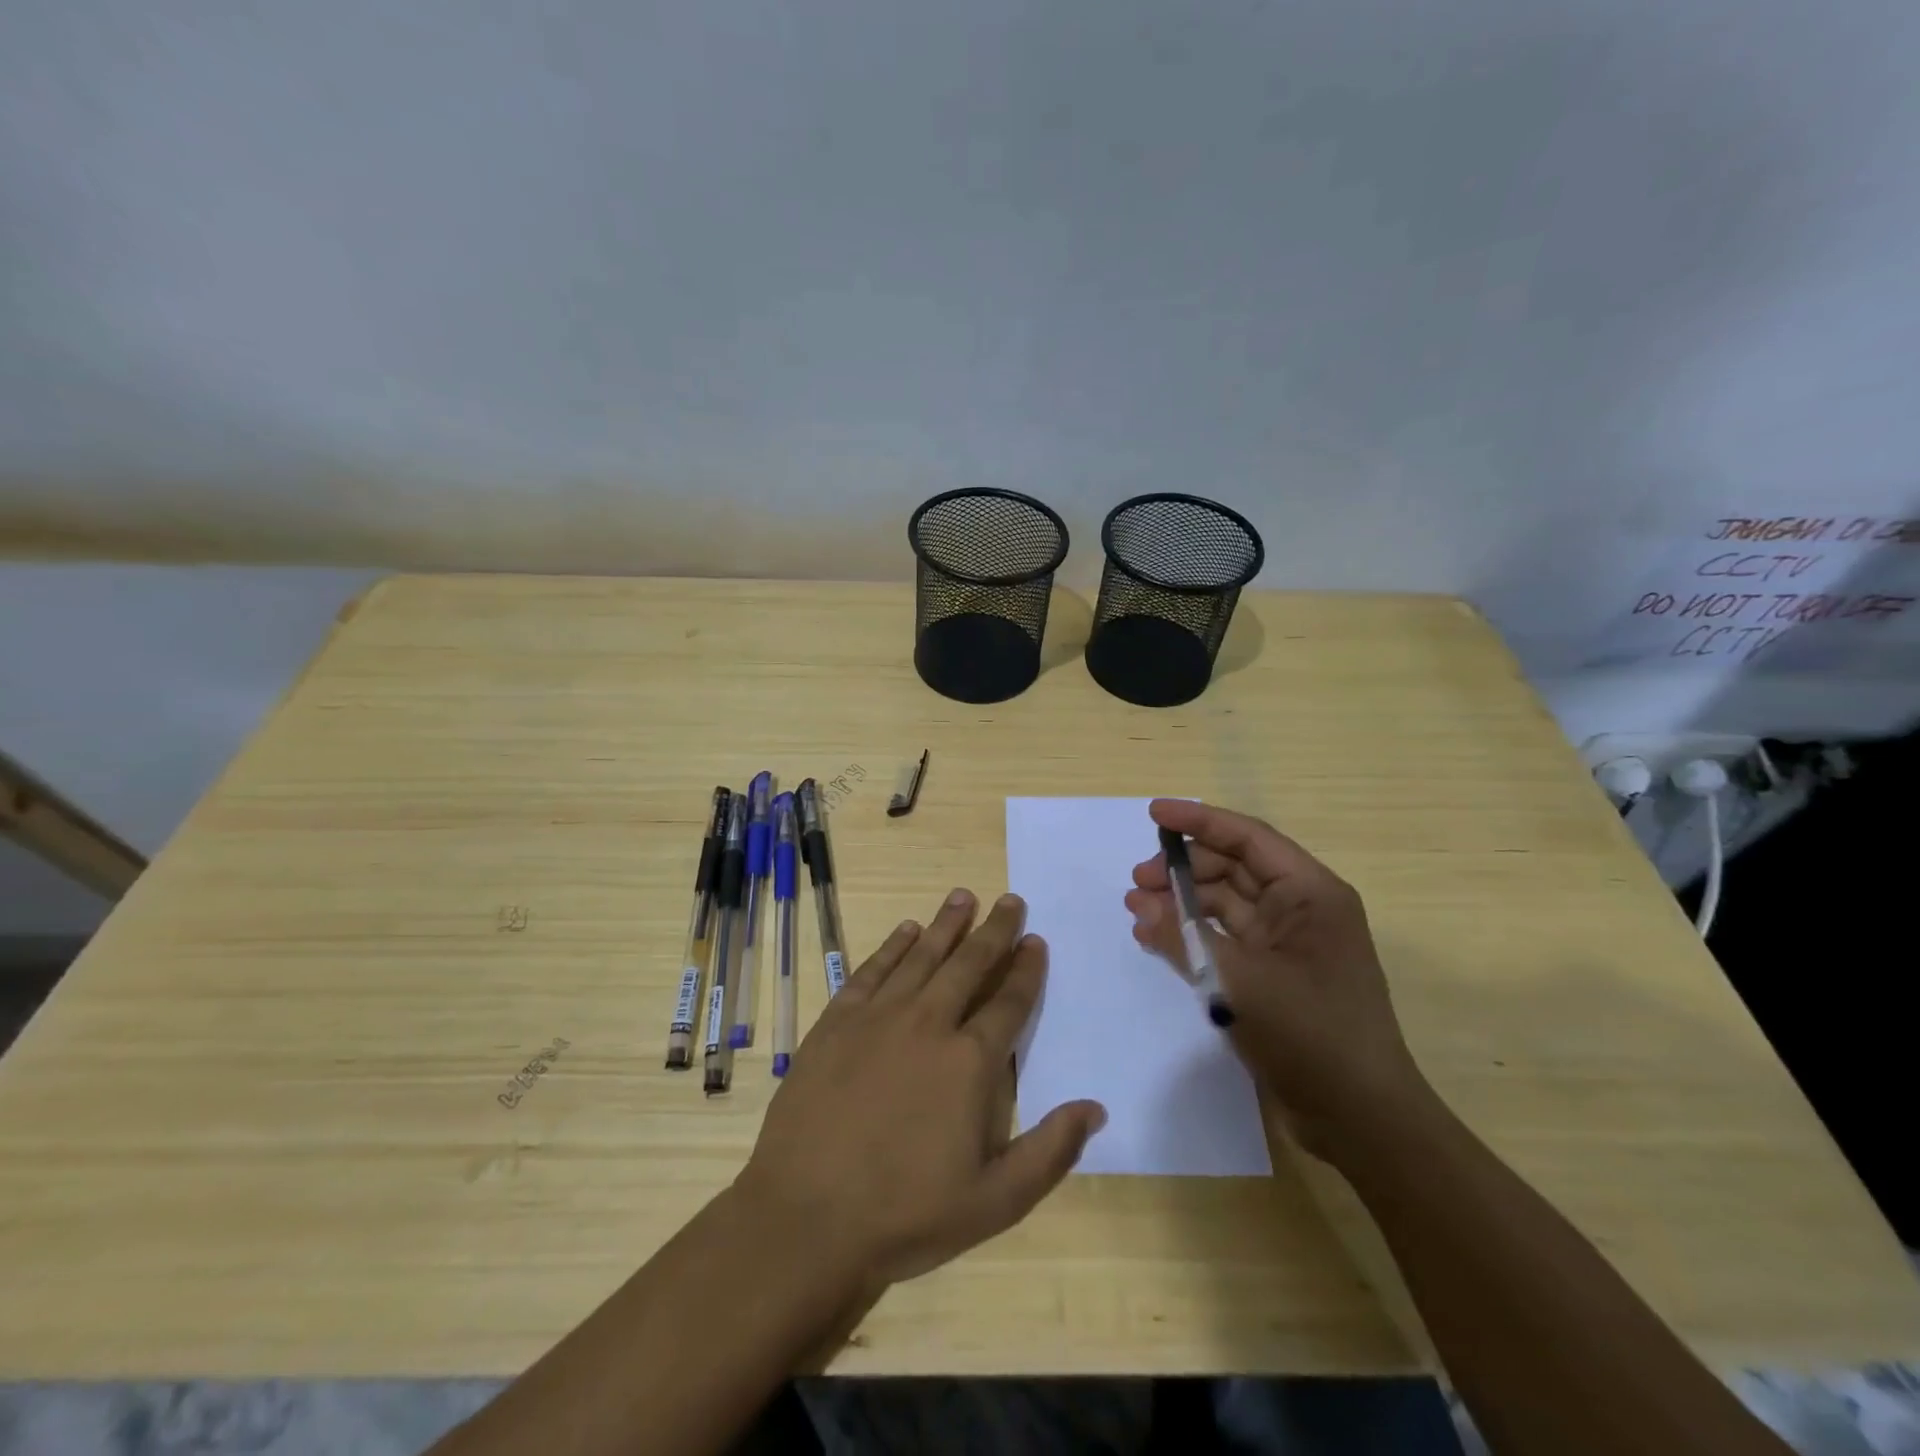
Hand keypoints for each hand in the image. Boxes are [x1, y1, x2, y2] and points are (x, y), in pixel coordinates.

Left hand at [734, 890, 1106, 1290]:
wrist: (807, 1217)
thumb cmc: (906, 1214)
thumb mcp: (995, 1202)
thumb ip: (1050, 1152)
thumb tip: (1095, 1107)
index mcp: (969, 1062)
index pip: (1009, 1002)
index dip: (1026, 969)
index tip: (1036, 941)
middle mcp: (928, 1023)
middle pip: (969, 964)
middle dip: (994, 930)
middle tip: (1010, 900)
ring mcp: (878, 1017)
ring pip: (922, 956)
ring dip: (946, 924)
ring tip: (963, 896)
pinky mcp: (837, 1021)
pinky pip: (872, 970)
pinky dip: (892, 946)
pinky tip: (906, 930)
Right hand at [1125, 799, 1430, 1159]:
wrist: (1360, 1120)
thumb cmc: (1311, 1036)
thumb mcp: (1241, 982)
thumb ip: (1185, 938)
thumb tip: (1139, 906)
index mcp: (1311, 894)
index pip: (1248, 838)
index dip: (1199, 821)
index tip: (1154, 813)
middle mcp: (1301, 909)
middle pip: (1233, 867)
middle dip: (1184, 868)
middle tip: (1138, 880)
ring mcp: (1287, 943)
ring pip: (1225, 903)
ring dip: (1182, 902)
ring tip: (1138, 911)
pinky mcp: (1273, 975)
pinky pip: (1225, 938)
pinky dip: (1192, 934)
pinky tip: (1157, 938)